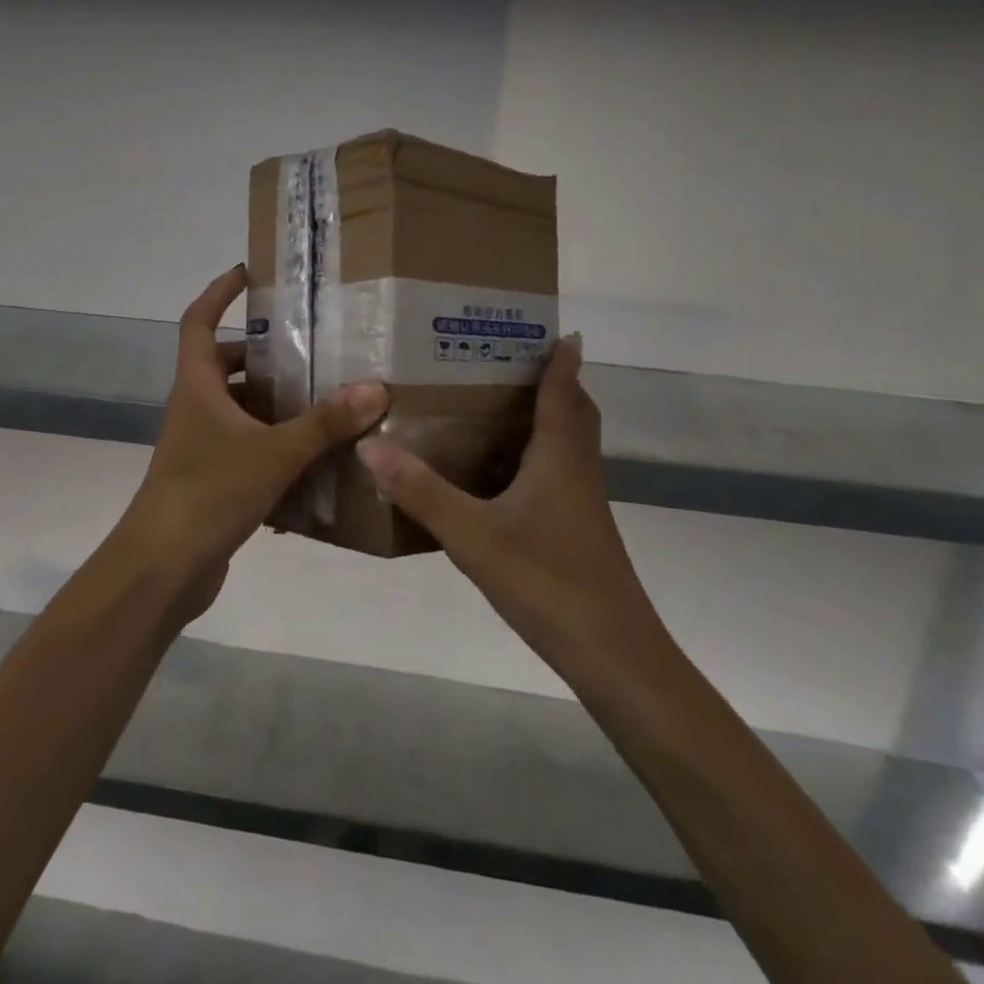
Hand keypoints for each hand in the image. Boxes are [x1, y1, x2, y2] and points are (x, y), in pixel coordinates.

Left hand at [116, 265, 387, 617]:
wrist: (163, 566)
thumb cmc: (209, 492)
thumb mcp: (274, 453)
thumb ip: (324, 423)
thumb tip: (375, 388)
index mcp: (197, 386)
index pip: (199, 320)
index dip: (219, 293)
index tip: (247, 273)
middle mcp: (194, 408)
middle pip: (222, 364)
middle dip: (261, 354)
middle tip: (308, 350)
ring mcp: (198, 445)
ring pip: (237, 408)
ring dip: (271, 402)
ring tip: (321, 400)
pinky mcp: (209, 479)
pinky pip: (244, 447)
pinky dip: (272, 445)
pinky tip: (311, 459)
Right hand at [358, 335, 660, 677]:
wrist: (612, 654)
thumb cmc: (547, 580)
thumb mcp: (472, 534)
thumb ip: (421, 490)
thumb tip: (371, 443)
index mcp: (560, 456)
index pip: (564, 391)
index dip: (560, 359)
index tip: (554, 329)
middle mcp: (577, 470)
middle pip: (575, 412)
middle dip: (555, 383)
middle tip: (508, 363)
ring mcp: (581, 503)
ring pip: (569, 444)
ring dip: (546, 418)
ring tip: (496, 407)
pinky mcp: (577, 531)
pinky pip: (559, 473)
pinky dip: (537, 456)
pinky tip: (500, 475)